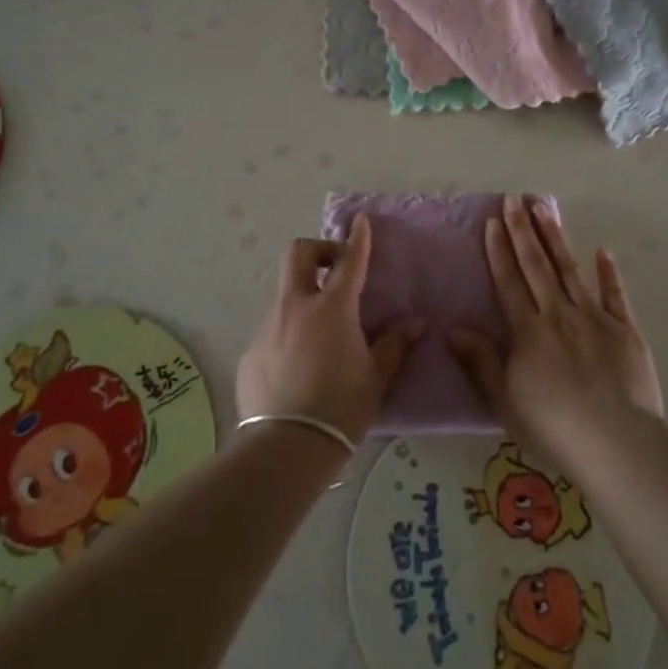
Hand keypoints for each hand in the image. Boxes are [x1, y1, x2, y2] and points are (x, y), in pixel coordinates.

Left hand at [237, 215, 423, 445]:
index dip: (357, 238)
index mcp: (332, 308)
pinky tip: (297, 366)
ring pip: (285, 294)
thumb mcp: (375, 377)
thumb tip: (416, 323)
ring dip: (304, 298)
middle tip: (335, 269)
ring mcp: (269, 326)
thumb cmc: (341, 408)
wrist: (286, 447)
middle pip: (299, 254)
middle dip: (318, 249)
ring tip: (320, 333)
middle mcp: (296, 306)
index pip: (350, 260)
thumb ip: (394, 344)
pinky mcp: (251, 350)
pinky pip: (273, 329)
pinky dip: (288, 333)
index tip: (361, 221)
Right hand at [448, 195, 662, 465]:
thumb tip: (451, 327)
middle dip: (523, 230)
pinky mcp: (625, 330)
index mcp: (528, 330)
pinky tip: (602, 251)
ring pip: (570, 270)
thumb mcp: (503, 399)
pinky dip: (608, 272)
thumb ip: (480, 360)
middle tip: (515, 198)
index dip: (499, 250)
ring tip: (545, 208)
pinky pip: (615, 295)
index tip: (492, 221)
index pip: (509, 281)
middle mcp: (558, 313)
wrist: (616, 442)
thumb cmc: (552, 426)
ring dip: (555, 238)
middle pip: (537, 265)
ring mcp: (594, 318)